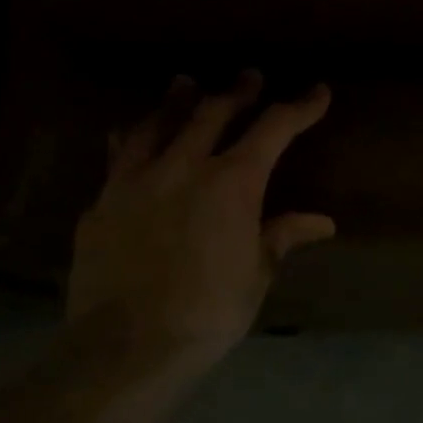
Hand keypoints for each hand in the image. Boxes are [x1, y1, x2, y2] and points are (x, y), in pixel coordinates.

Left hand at [66, 72, 333, 366]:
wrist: (126, 345)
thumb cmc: (210, 310)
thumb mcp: (257, 272)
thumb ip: (282, 236)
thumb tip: (321, 223)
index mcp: (232, 183)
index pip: (274, 129)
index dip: (300, 108)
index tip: (318, 92)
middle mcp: (183, 168)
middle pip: (213, 113)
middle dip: (237, 92)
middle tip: (250, 77)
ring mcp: (134, 182)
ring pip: (157, 125)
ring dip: (177, 101)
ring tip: (185, 83)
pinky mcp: (101, 204)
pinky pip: (118, 156)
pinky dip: (132, 137)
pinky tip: (130, 133)